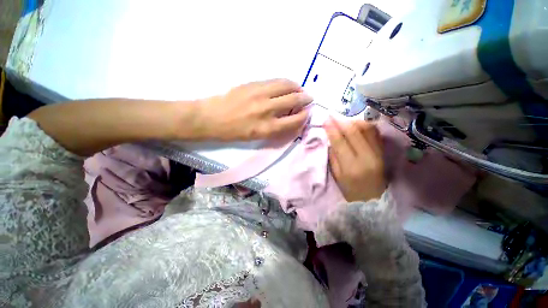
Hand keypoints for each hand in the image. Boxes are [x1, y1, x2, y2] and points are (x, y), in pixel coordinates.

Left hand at [193, 79, 312, 140]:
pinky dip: (284, 83)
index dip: (304, 116)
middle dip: (305, 99)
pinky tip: (286, 85)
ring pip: (286, 85)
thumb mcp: (257, 136)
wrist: (211, 118)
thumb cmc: (234, 132)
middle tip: (309, 99)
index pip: (295, 120)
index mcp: (267, 128)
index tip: (307, 113)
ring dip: (297, 87)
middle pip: (294, 100)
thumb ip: (276, 128)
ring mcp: (260, 94)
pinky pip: (274, 81)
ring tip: (299, 90)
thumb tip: (290, 118)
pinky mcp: (253, 84)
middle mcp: (267, 110)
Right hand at [325, 118, 385, 201]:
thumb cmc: (350, 190)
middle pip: (354, 132)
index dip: (332, 129)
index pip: (340, 141)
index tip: (325, 119)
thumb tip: (331, 137)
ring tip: (343, 119)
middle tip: (332, 115)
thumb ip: (333, 156)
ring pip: (366, 129)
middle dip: (341, 121)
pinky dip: (364, 125)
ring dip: (353, 121)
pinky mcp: (384, 152)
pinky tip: (356, 123)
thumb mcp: (336, 175)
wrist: (373, 199)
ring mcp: (378, 153)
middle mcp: (367, 157)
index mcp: (351, 167)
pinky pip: (375, 133)